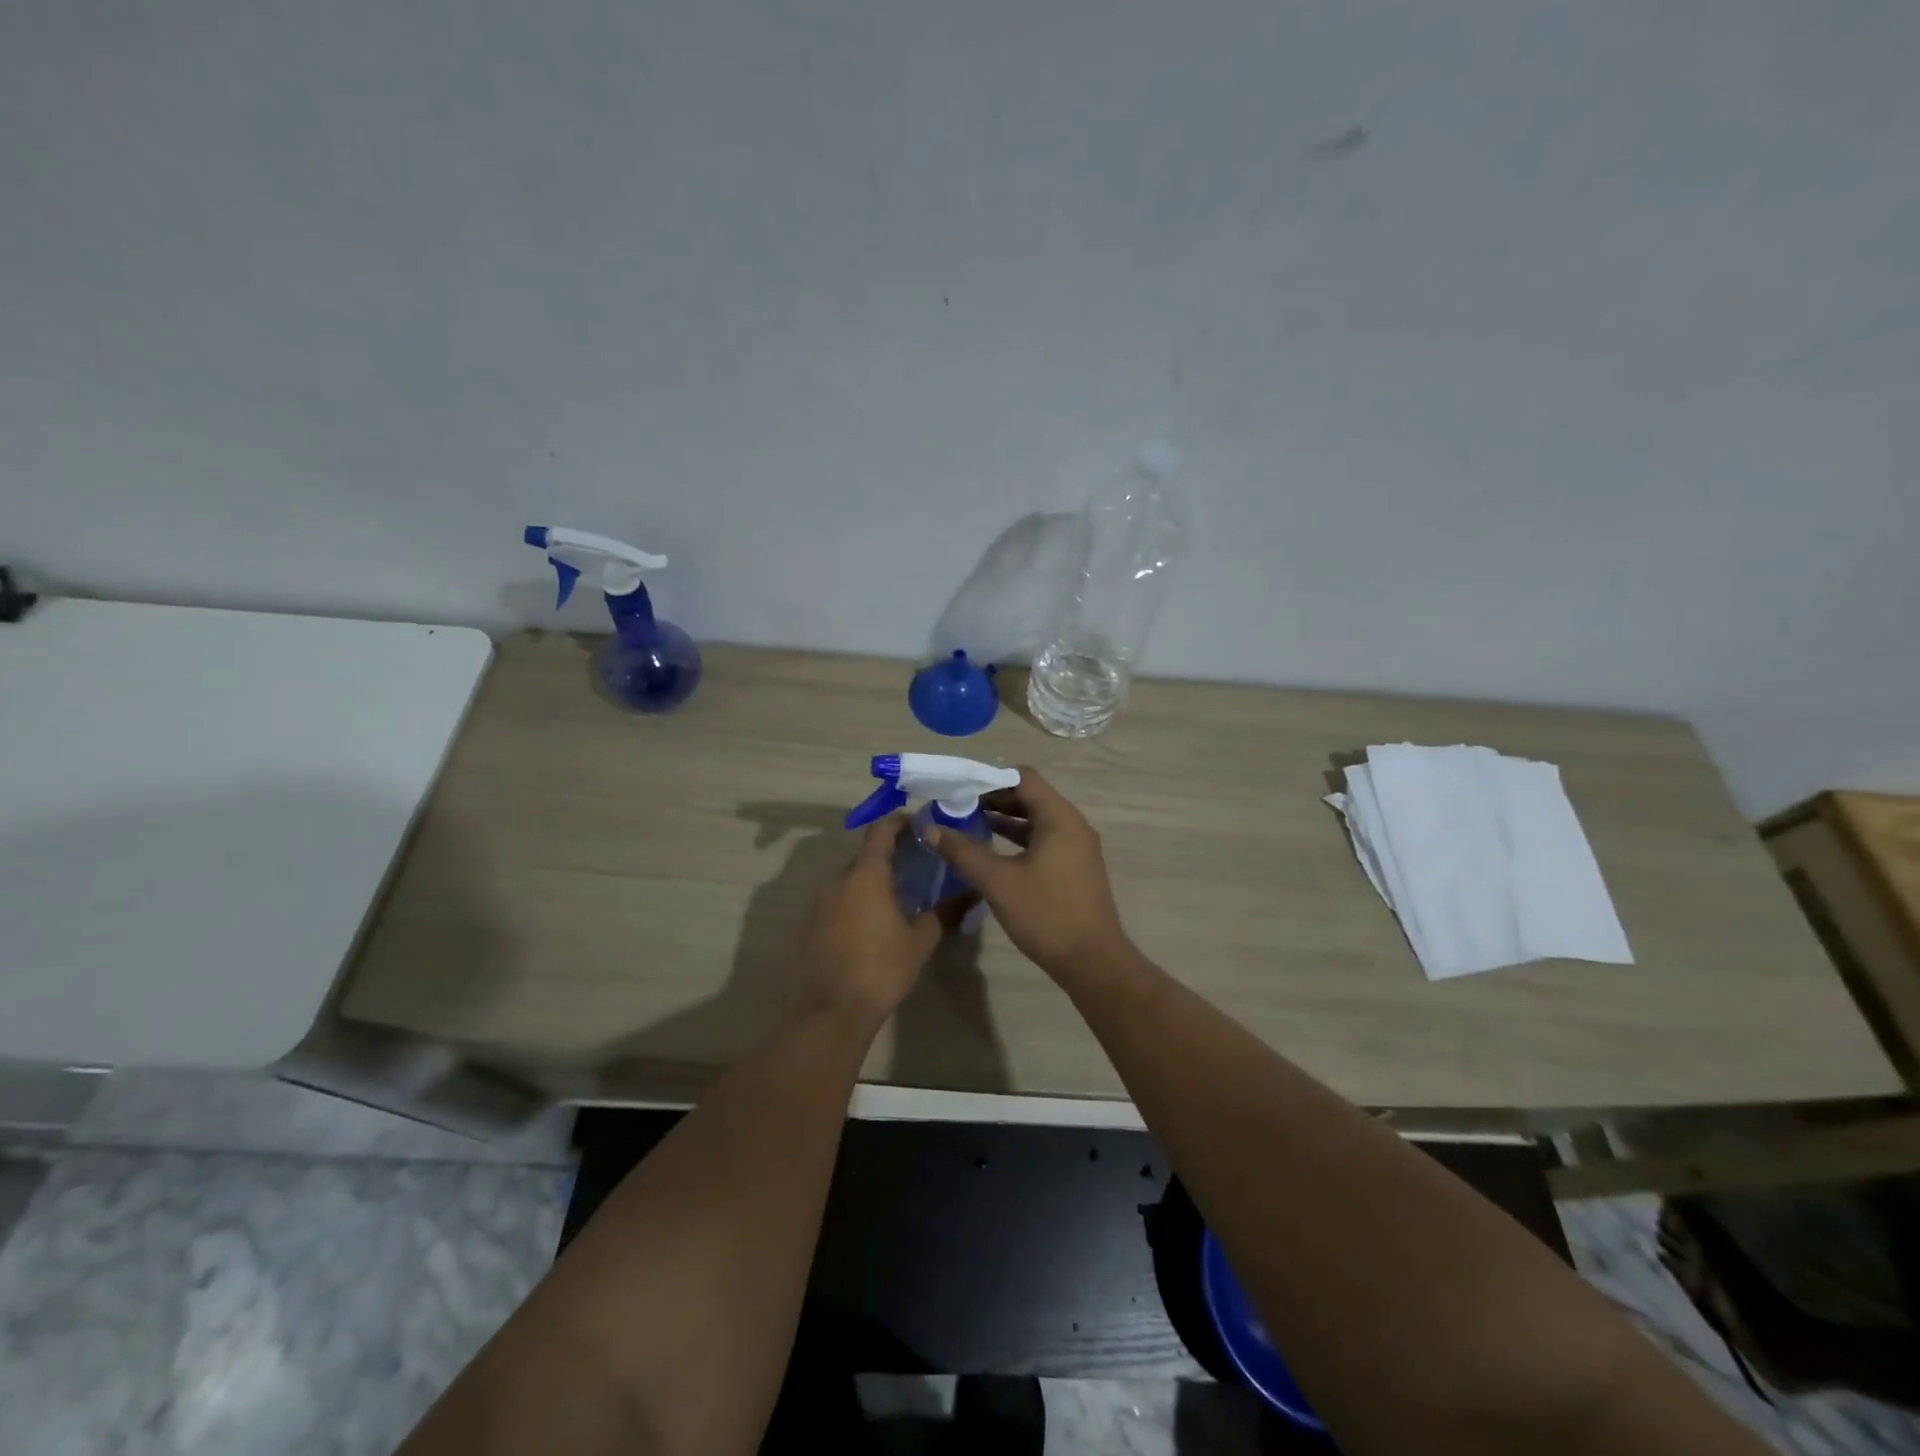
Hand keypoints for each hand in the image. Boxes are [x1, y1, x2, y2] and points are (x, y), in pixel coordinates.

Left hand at [797, 816, 941, 1026]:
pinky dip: (858, 900)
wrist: (831, 1011)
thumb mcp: (921, 940)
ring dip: (874, 880)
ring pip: (852, 878)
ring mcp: (821, 901)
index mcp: (866, 874)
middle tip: (919, 868)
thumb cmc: (881, 968)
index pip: (881, 829)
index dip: (901, 822)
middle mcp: (839, 878)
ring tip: (901, 897)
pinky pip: (839, 899)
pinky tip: (874, 923)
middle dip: (892, 855)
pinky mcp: (811, 923)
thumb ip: (946, 911)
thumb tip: (971, 893)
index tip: (922, 828)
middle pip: (867, 854)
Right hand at [926, 767, 1131, 980]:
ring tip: (969, 824)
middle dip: (994, 798)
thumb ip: (963, 851)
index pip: (1023, 777)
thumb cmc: (1046, 914)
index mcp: (1059, 818)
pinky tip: (993, 852)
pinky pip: (1044, 839)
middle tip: (958, 806)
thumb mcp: (998, 881)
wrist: (1092, 961)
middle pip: (1030, 796)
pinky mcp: (1076, 867)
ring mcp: (1077, 847)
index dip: (990, 778)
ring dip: (1005, 820)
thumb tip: (930, 828)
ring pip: (1037, 820)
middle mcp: (1073, 825)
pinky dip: (1019, 839)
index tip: (959, 788)